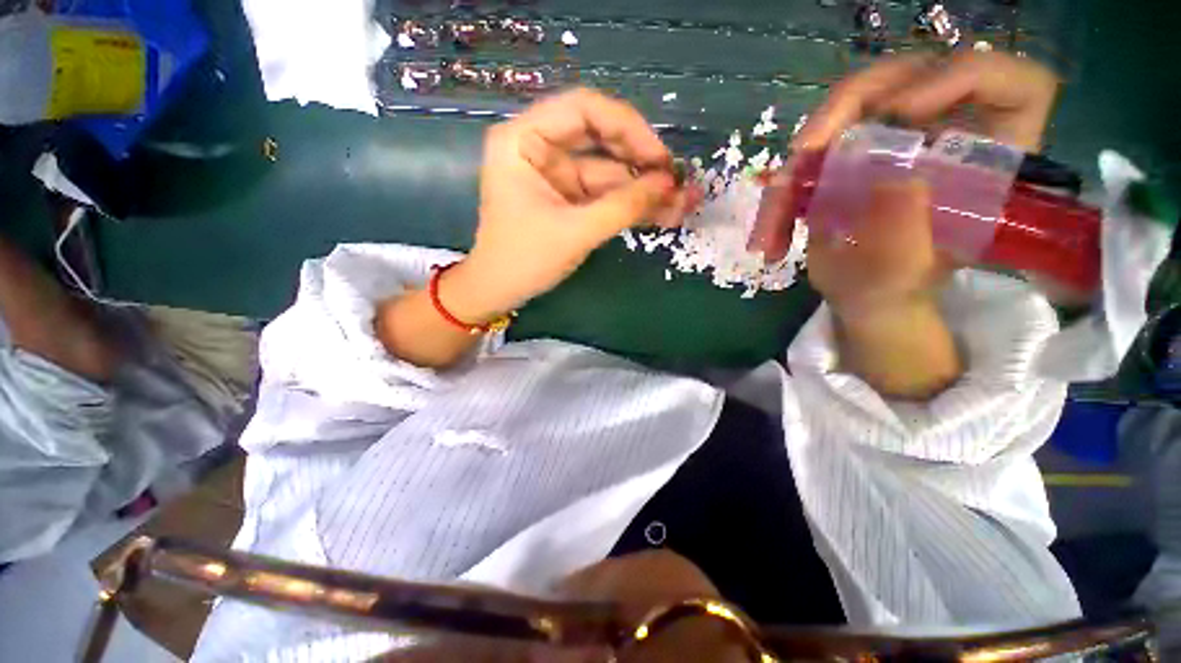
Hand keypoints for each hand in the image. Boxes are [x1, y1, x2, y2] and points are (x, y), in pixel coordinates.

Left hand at [440, 89, 696, 323]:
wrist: (501, 292)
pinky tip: (660, 212)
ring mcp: (555, 173)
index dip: (628, 128)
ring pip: (608, 170)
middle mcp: (539, 146)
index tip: (660, 158)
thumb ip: (623, 206)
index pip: (583, 109)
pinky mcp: (568, 197)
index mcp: (523, 139)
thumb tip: (671, 184)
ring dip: (642, 188)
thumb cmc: (524, 260)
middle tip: (676, 182)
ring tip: (680, 204)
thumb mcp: (576, 232)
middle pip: (600, 137)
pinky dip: (630, 203)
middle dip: (640, 161)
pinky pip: (604, 193)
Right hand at [794, 52, 1059, 315]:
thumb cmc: (893, 290)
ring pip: (847, 109)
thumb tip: (892, 181)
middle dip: (850, 104)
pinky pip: (813, 150)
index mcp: (987, 161)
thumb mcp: (904, 273)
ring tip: (776, 211)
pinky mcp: (851, 153)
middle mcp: (944, 134)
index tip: (905, 110)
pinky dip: (783, 192)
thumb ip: (907, 234)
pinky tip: (772, 235)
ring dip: (800, 160)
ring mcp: (893, 138)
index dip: (967, 76)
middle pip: (910, 76)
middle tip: (805, 149)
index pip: (1013, 87)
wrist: (860, 294)